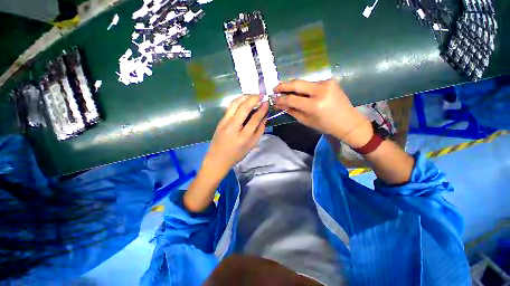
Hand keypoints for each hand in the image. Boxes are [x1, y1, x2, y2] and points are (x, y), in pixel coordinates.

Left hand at [204, 95, 267, 176]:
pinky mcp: (220, 120)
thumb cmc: (237, 154)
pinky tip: (243, 100)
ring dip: (244, 97)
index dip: (262, 109)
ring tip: (252, 95)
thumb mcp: (251, 145)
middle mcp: (233, 127)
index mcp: (243, 137)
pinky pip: (230, 107)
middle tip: (261, 95)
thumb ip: (259, 131)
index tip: (267, 102)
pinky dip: (238, 101)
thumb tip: (265, 117)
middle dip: (254, 98)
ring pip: (235, 104)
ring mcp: (225, 122)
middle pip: (244, 108)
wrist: (217, 159)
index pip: (255, 119)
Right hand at [274, 79, 372, 147]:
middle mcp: (321, 91)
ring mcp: (327, 83)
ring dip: (293, 87)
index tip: (273, 99)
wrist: (348, 121)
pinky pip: (311, 84)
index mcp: (315, 105)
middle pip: (297, 84)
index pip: (292, 99)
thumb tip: (279, 105)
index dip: (281, 99)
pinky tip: (300, 93)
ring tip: (285, 91)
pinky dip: (303, 88)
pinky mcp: (330, 81)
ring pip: (304, 83)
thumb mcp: (306, 121)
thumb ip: (292, 111)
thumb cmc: (326, 125)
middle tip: (275, 89)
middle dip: (283, 85)